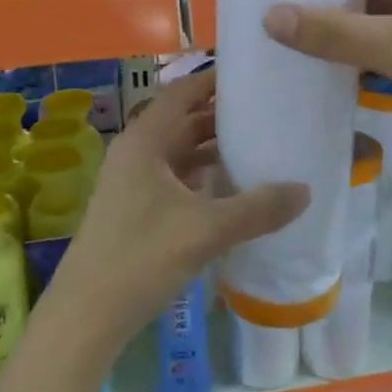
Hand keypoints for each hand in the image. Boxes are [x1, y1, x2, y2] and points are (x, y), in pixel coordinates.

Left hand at [46, 71, 308, 354]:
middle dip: (221, 116)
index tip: (251, 75)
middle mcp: (136, 153)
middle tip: (267, 110)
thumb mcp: (205, 230)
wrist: (86, 316)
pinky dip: (203, 176)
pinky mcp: (136, 210)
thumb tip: (305, 190)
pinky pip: (176, 179)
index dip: (213, 81)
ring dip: (213, 148)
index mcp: (144, 142)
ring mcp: (133, 183)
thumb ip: (257, 209)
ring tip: (259, 144)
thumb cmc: (140, 258)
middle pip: (182, 121)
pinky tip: (233, 187)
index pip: (181, 94)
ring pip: (179, 152)